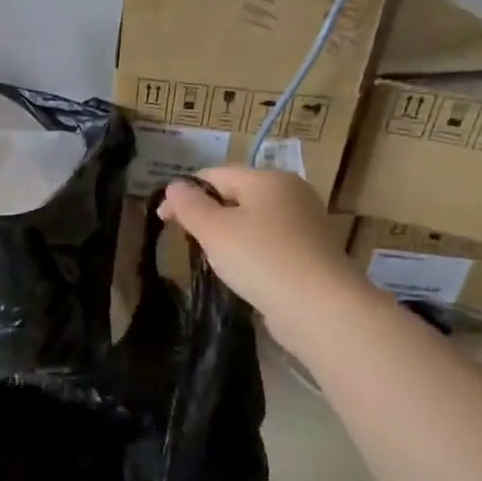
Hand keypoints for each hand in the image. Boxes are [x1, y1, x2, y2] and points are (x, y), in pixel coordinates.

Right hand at [160, 167, 363, 337]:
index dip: (184, 193)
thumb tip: (174, 187)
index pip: (214, 174)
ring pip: (252, 220)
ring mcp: (304, 223)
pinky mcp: (310, 251)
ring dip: (227, 234)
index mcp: (267, 179)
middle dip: (206, 213)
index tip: (163, 220)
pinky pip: (268, 242)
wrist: (318, 306)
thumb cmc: (259, 258)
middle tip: (187, 241)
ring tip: (212, 259)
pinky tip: (241, 271)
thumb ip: (189, 205)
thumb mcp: (213, 229)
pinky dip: (249, 251)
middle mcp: (291, 193)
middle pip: (235, 195)